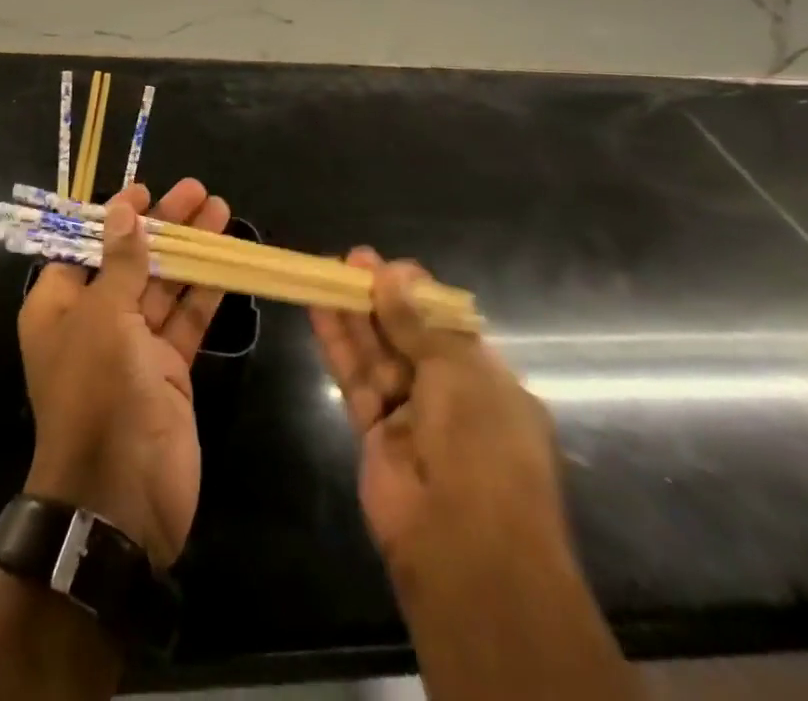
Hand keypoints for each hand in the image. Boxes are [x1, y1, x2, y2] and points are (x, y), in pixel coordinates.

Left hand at [17, 178, 230, 568]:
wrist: (121, 497)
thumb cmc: (97, 392)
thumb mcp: (104, 316)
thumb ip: (120, 261)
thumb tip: (122, 208)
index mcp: (59, 306)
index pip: (85, 245)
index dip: (115, 216)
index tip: (145, 190)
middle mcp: (93, 320)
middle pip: (131, 259)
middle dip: (164, 225)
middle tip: (198, 190)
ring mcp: (133, 346)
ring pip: (164, 285)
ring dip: (191, 251)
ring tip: (221, 210)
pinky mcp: (168, 369)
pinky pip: (186, 320)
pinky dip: (205, 291)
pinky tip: (227, 262)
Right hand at [310, 251, 568, 596]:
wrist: (464, 547)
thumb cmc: (481, 446)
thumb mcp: (457, 371)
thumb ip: (417, 323)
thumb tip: (391, 274)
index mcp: (488, 381)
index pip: (449, 326)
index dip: (417, 295)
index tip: (388, 267)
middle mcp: (451, 396)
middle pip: (409, 335)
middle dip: (381, 297)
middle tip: (350, 260)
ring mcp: (411, 416)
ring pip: (377, 353)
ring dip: (354, 314)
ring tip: (327, 271)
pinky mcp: (373, 432)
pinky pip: (354, 378)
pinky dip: (337, 344)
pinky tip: (318, 309)